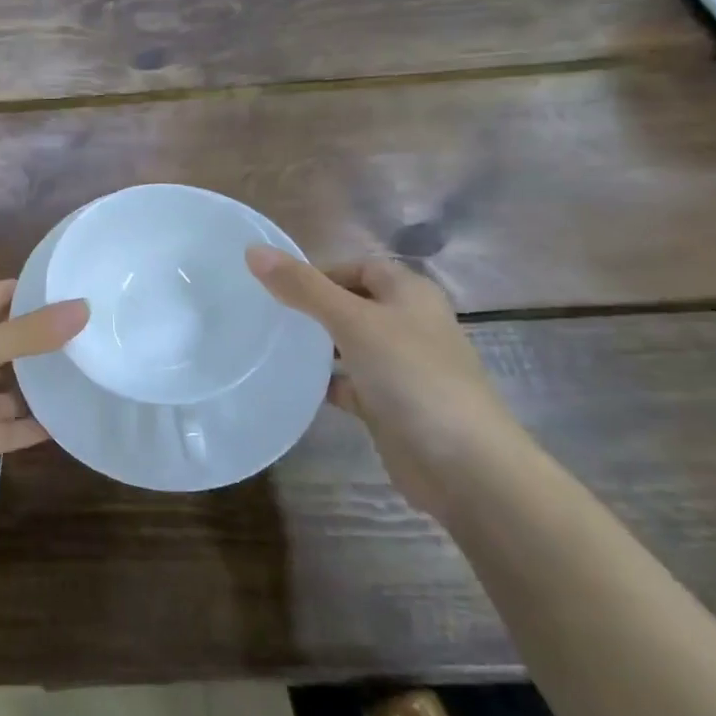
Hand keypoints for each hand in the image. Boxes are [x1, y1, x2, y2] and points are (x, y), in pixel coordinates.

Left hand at [0, 281, 88, 505]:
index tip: (54, 287)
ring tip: (84, 368)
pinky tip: (70, 417)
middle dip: (31, 339)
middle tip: (82, 329)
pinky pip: (10, 429)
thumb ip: (27, 333)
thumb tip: (82, 308)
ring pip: (5, 388)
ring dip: (37, 383)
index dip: (11, 292)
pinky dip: (35, 425)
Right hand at [245, 247, 526, 512]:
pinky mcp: (390, 405)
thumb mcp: (352, 321)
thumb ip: (303, 287)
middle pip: (354, 304)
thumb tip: (253, 250)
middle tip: (267, 313)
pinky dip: (325, 381)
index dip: (322, 271)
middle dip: (314, 306)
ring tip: (272, 344)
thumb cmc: (411, 376)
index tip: (278, 286)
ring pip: (350, 344)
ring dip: (317, 344)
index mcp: (410, 295)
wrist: (462, 464)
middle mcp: (409, 325)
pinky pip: (350, 383)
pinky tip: (293, 384)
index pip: (360, 267)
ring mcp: (401, 368)